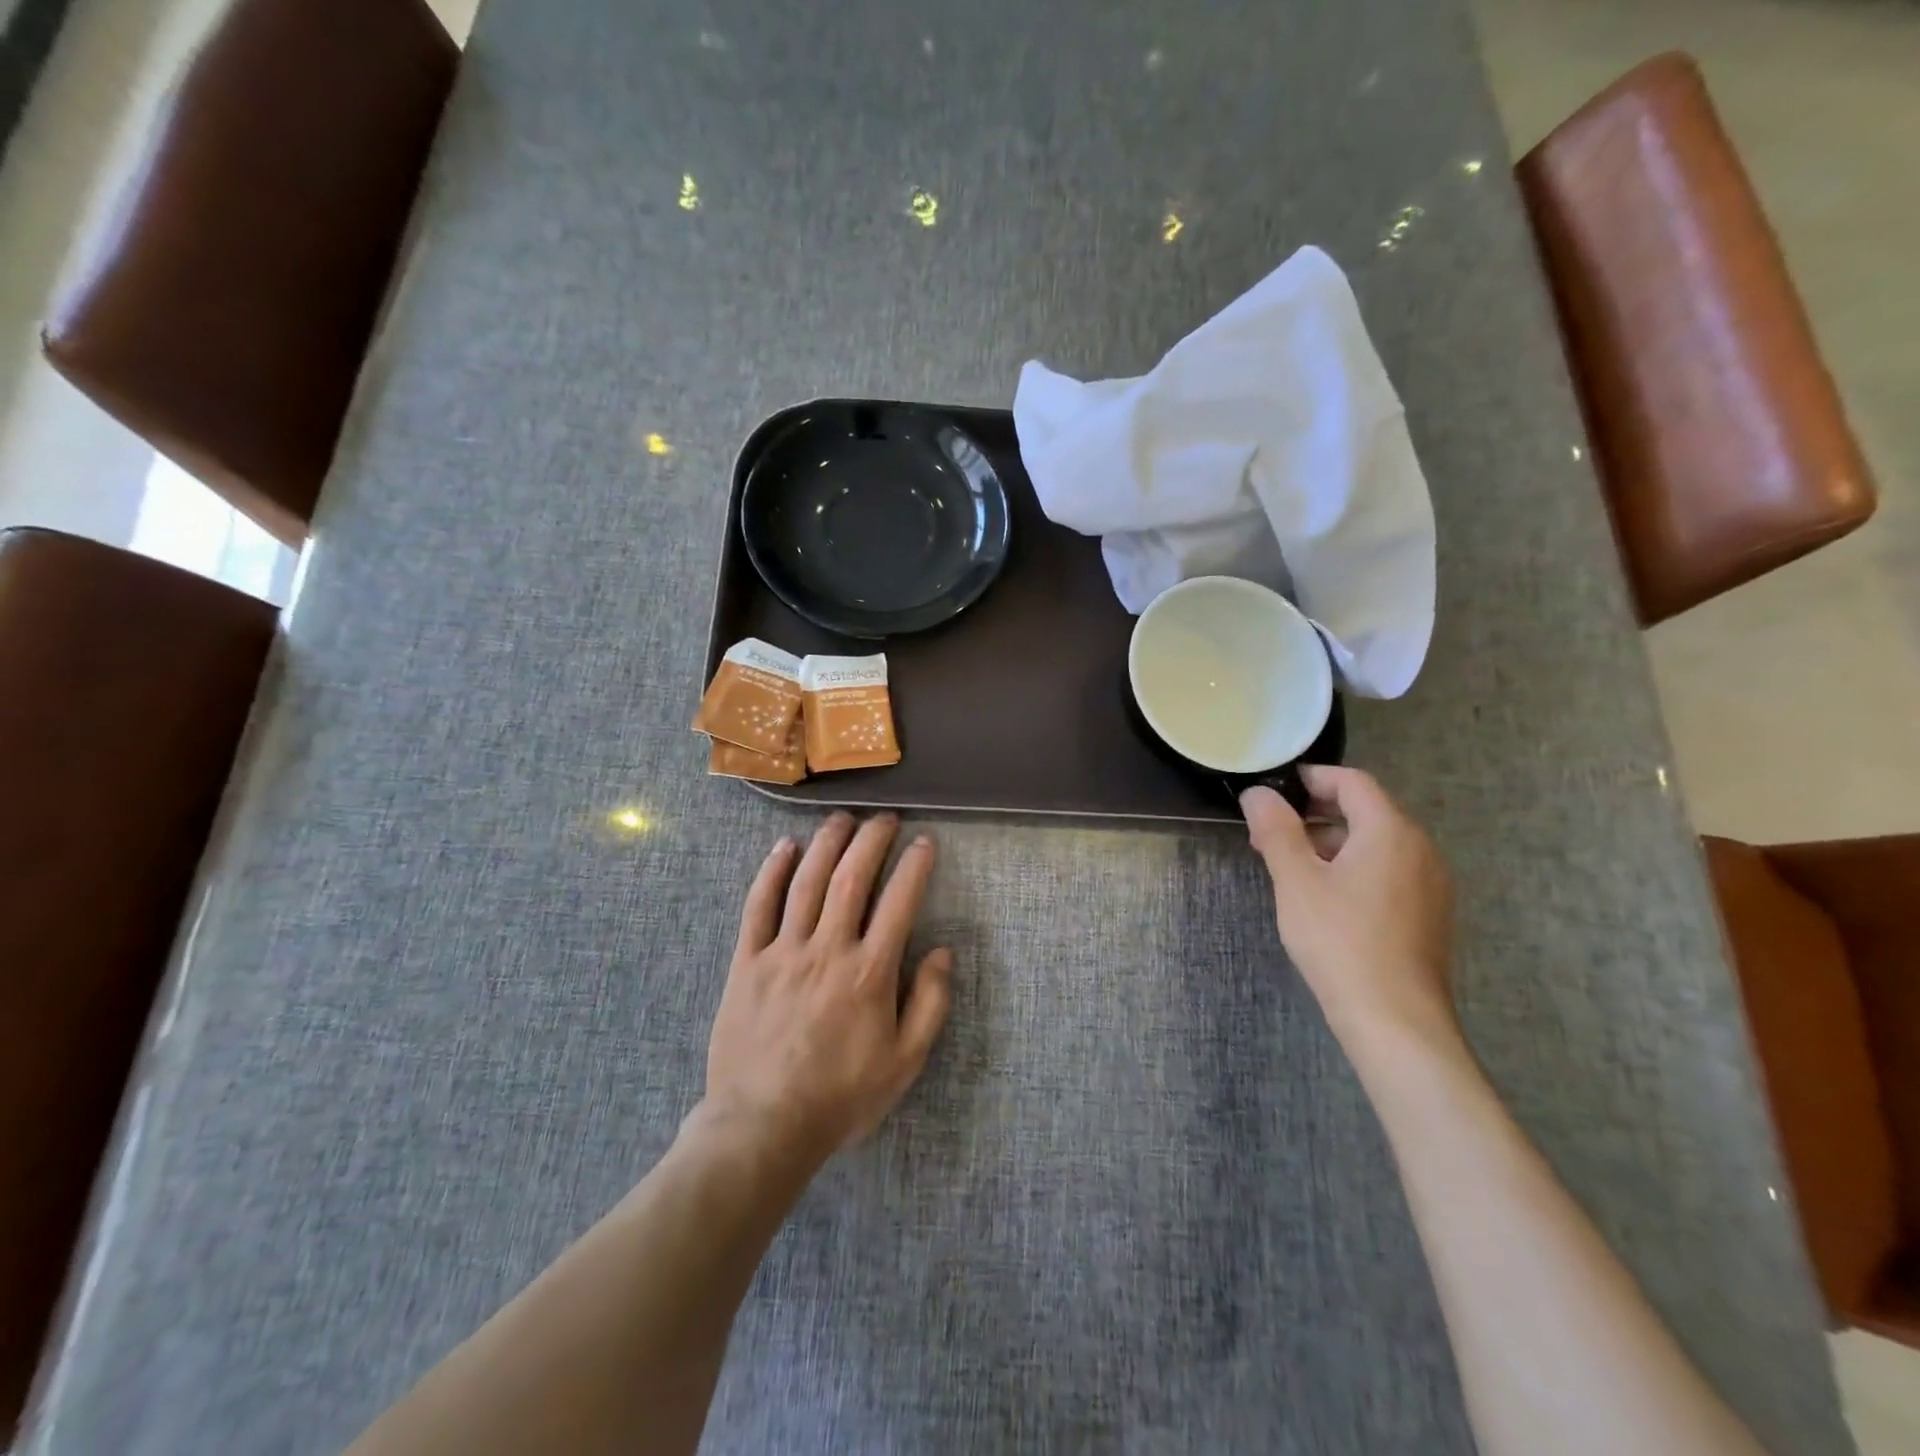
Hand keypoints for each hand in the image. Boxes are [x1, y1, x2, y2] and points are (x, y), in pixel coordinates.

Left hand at [702, 812, 951, 1164]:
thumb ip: (931, 1003)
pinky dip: (771, 872)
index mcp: (870, 972)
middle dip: (871, 840)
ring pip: (806, 882)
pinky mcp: (746, 962)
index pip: (899, 901)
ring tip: (842, 819)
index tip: (924, 842)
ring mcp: (783, 952)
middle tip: (884, 819)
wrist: (764, 1126)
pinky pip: (758, 907)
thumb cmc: (842, 1096)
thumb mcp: (905, 1062)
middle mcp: (828, 949)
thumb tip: (943, 952)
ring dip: (826, 843)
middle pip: (851, 878)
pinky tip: (784, 848)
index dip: (915, 866)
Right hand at [1241, 767, 1455, 1047]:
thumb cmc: (1340, 940)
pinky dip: (1354, 867)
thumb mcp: (1296, 881)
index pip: (1353, 782)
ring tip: (1289, 866)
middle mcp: (1420, 848)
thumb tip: (1259, 793)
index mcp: (1391, 831)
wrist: (1395, 1020)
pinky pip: (1389, 871)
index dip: (1313, 778)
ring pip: (1376, 843)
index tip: (1275, 790)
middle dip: (1316, 813)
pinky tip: (1324, 896)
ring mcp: (1430, 883)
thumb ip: (1277, 830)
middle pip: (1367, 811)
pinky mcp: (1429, 913)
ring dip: (1332, 842)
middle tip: (1270, 832)